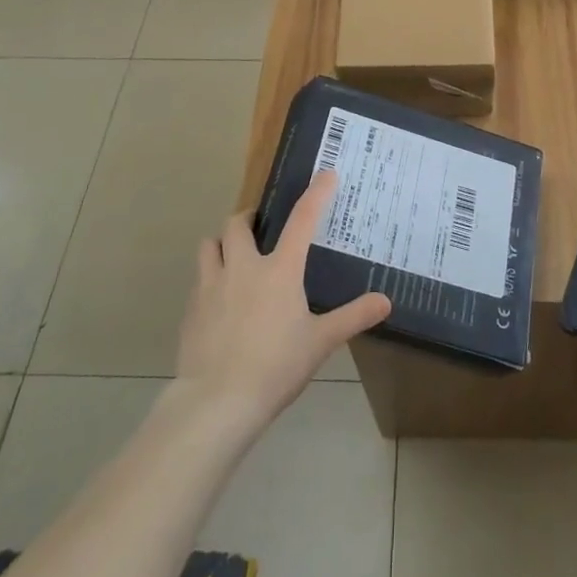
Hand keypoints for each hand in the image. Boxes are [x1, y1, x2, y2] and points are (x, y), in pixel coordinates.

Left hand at [175, 173, 390, 429]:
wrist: (217, 402)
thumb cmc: (276, 366)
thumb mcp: (320, 342)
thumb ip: (353, 317)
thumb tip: (385, 301)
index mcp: (279, 270)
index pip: (302, 220)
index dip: (316, 194)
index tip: (326, 174)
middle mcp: (242, 268)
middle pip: (238, 224)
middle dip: (249, 218)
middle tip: (260, 226)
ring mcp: (211, 286)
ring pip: (209, 245)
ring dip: (221, 243)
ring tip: (233, 255)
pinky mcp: (191, 310)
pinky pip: (198, 281)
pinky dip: (209, 279)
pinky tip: (218, 302)